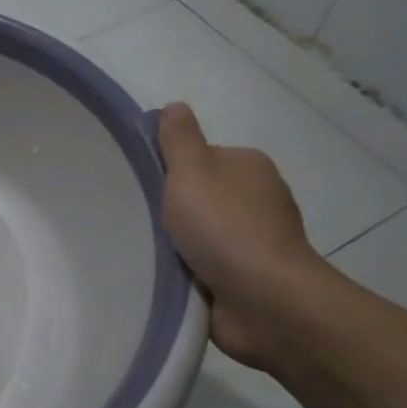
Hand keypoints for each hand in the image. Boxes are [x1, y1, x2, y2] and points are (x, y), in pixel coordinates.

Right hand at [157, 103, 329, 369]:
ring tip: (151, 252)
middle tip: (142, 220)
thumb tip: (176, 107)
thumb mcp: (191, 170)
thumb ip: (179, 139)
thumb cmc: (224, 227)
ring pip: (208, 234)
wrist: (264, 300)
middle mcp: (261, 200)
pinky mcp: (253, 280)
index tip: (149, 187)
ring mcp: (260, 243)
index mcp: (251, 167)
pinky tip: (172, 277)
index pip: (204, 158)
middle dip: (178, 210)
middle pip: (205, 196)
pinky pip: (212, 267)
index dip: (174, 170)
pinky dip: (194, 272)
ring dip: (184, 245)